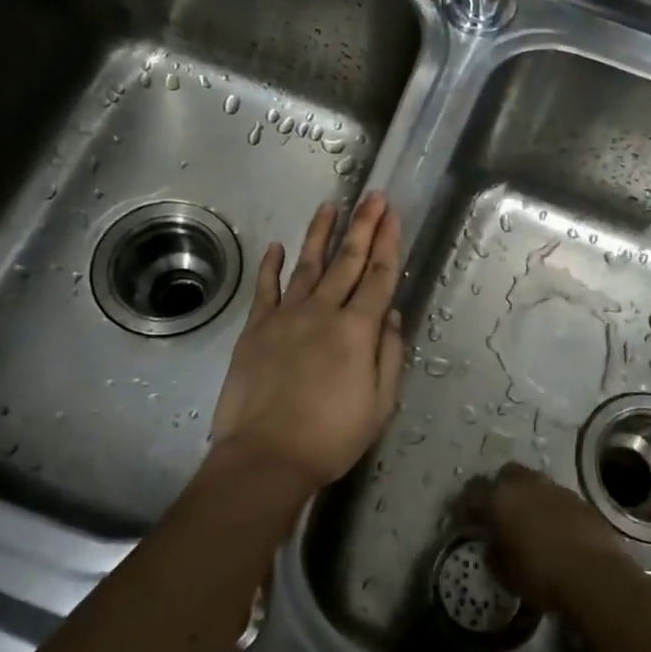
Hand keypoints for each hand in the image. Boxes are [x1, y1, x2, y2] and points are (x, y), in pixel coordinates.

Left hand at [209, 194, 404, 494]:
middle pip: (347, 260)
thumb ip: (388, 354)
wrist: (267, 455)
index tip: (393, 216)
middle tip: (373, 196)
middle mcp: (323, 311)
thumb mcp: (380, 404)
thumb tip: (389, 313)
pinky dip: (271, 266)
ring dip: (320, 233)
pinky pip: (266, 288)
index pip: (378, 276)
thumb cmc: (331, 436)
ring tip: (331, 206)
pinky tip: (277, 247)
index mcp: (357, 329)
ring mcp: (286, 316)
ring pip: (308, 264)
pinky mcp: (257, 328)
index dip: (388, 243)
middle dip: (363, 225)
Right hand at [467, 463, 633, 613]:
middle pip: (505, 475)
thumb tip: (493, 544)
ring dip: (526, 496)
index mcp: (499, 498)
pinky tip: (552, 529)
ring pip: (532, 482)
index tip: (464, 518)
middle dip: (498, 489)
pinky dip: (549, 507)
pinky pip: (555, 497)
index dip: (465, 504)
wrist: (594, 574)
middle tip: (497, 513)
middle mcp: (525, 484)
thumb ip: (493, 552)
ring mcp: (554, 488)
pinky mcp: (579, 499)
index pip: (472, 491)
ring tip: (527, 521)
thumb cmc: (540, 574)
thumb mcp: (504, 571)